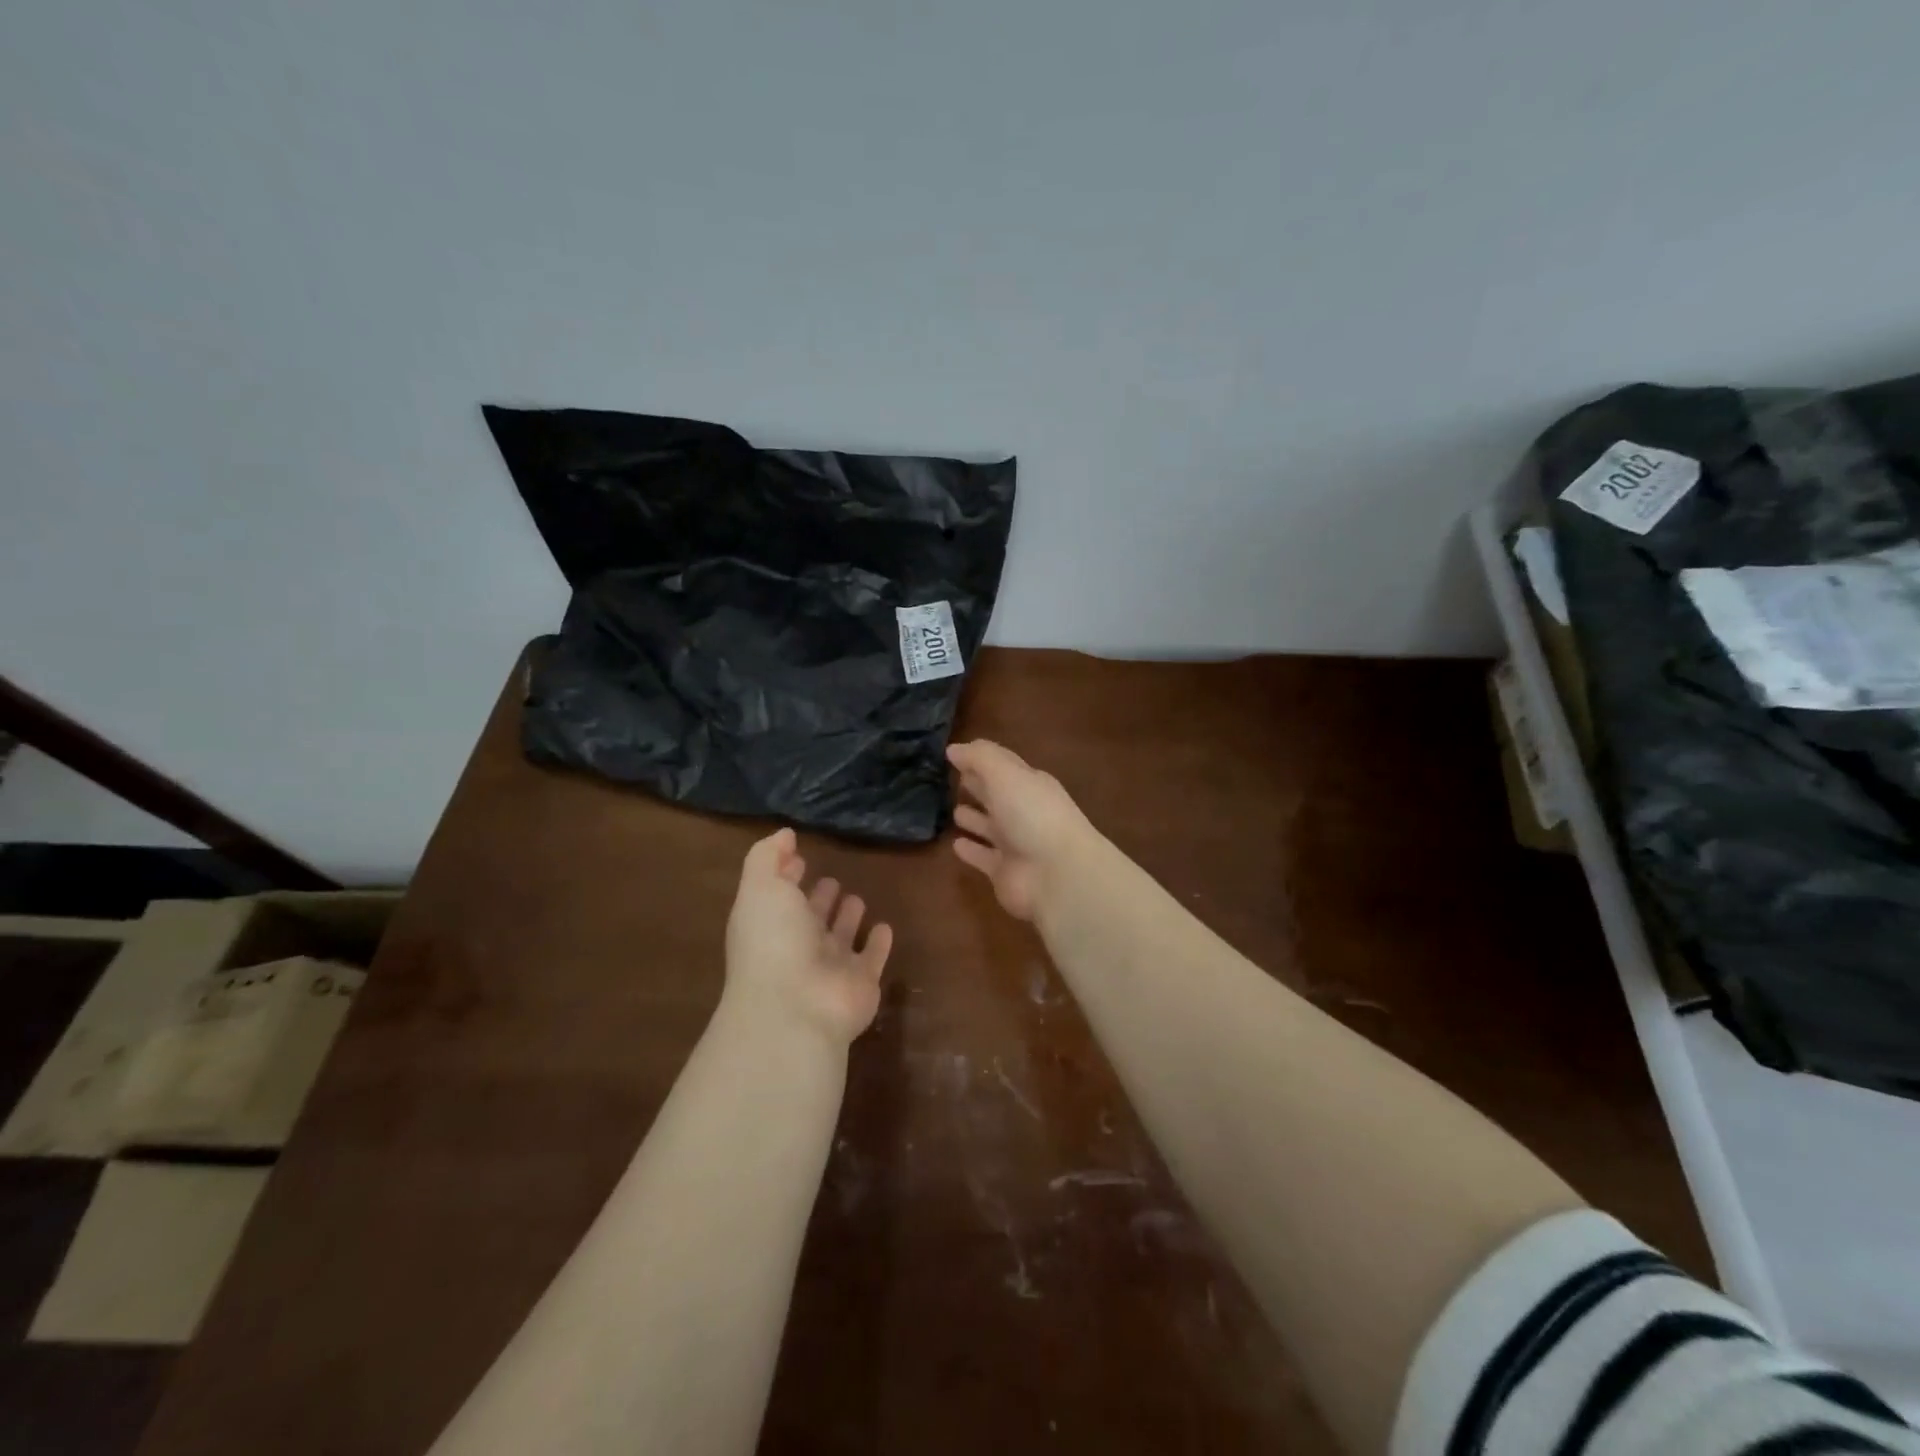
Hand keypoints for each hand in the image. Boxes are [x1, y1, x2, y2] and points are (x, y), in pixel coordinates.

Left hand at [724, 829, 893, 1044]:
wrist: (797, 1007)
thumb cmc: (773, 941)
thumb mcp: (760, 888)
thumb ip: (767, 858)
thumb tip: (783, 835)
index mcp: (771, 923)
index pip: (779, 895)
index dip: (786, 875)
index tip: (797, 856)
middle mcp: (798, 945)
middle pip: (810, 918)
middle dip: (819, 898)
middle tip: (831, 879)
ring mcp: (831, 967)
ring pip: (841, 937)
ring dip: (847, 919)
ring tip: (857, 898)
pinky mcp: (861, 983)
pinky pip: (872, 958)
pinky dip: (878, 944)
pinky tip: (885, 927)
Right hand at [948, 740, 1099, 921]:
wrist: (1057, 874)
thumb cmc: (1032, 815)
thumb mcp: (1006, 775)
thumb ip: (979, 758)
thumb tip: (953, 749)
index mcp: (1030, 785)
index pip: (1004, 767)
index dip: (982, 760)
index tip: (955, 755)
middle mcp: (1024, 812)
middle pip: (997, 796)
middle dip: (979, 787)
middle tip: (953, 780)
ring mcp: (1015, 844)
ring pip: (990, 827)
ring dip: (974, 819)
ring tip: (953, 811)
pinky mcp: (1004, 871)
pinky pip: (983, 857)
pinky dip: (971, 850)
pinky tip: (955, 844)